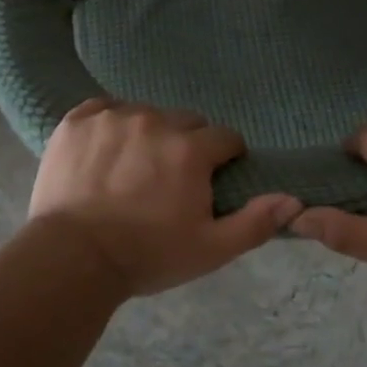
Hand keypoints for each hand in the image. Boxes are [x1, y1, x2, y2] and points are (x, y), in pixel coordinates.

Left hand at [29, 99, 301, 297]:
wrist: (72, 258)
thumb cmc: (147, 255)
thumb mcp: (210, 249)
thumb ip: (255, 222)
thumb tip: (294, 200)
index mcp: (191, 150)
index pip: (225, 137)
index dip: (224, 159)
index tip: (212, 180)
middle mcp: (155, 121)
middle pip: (186, 121)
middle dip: (187, 144)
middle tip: (170, 179)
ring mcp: (113, 117)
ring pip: (145, 113)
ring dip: (148, 134)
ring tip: (132, 168)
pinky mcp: (77, 120)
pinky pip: (103, 108)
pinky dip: (109, 124)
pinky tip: (103, 151)